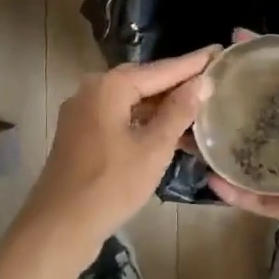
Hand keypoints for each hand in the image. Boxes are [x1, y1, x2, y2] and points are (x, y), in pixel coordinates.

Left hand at [17, 47, 217, 254]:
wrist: (59, 227)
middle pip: (145, 82)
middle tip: (214, 78)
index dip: (193, 63)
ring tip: (201, 108)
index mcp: (110, 86)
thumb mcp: (153, 148)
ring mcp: (84, 113)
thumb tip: (201, 82)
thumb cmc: (110, 185)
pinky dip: (146, 123)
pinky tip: (171, 133)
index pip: (162, 69)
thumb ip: (179, 111)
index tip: (219, 50)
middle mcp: (93, 91)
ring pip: (132, 102)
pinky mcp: (82, 135)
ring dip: (164, 107)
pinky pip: (121, 118)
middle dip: (179, 83)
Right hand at [208, 36, 278, 278]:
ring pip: (258, 159)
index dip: (268, 63)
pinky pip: (263, 199)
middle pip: (269, 119)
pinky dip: (238, 192)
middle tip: (201, 89)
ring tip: (193, 133)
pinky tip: (211, 178)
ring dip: (229, 148)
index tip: (236, 44)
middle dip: (238, 104)